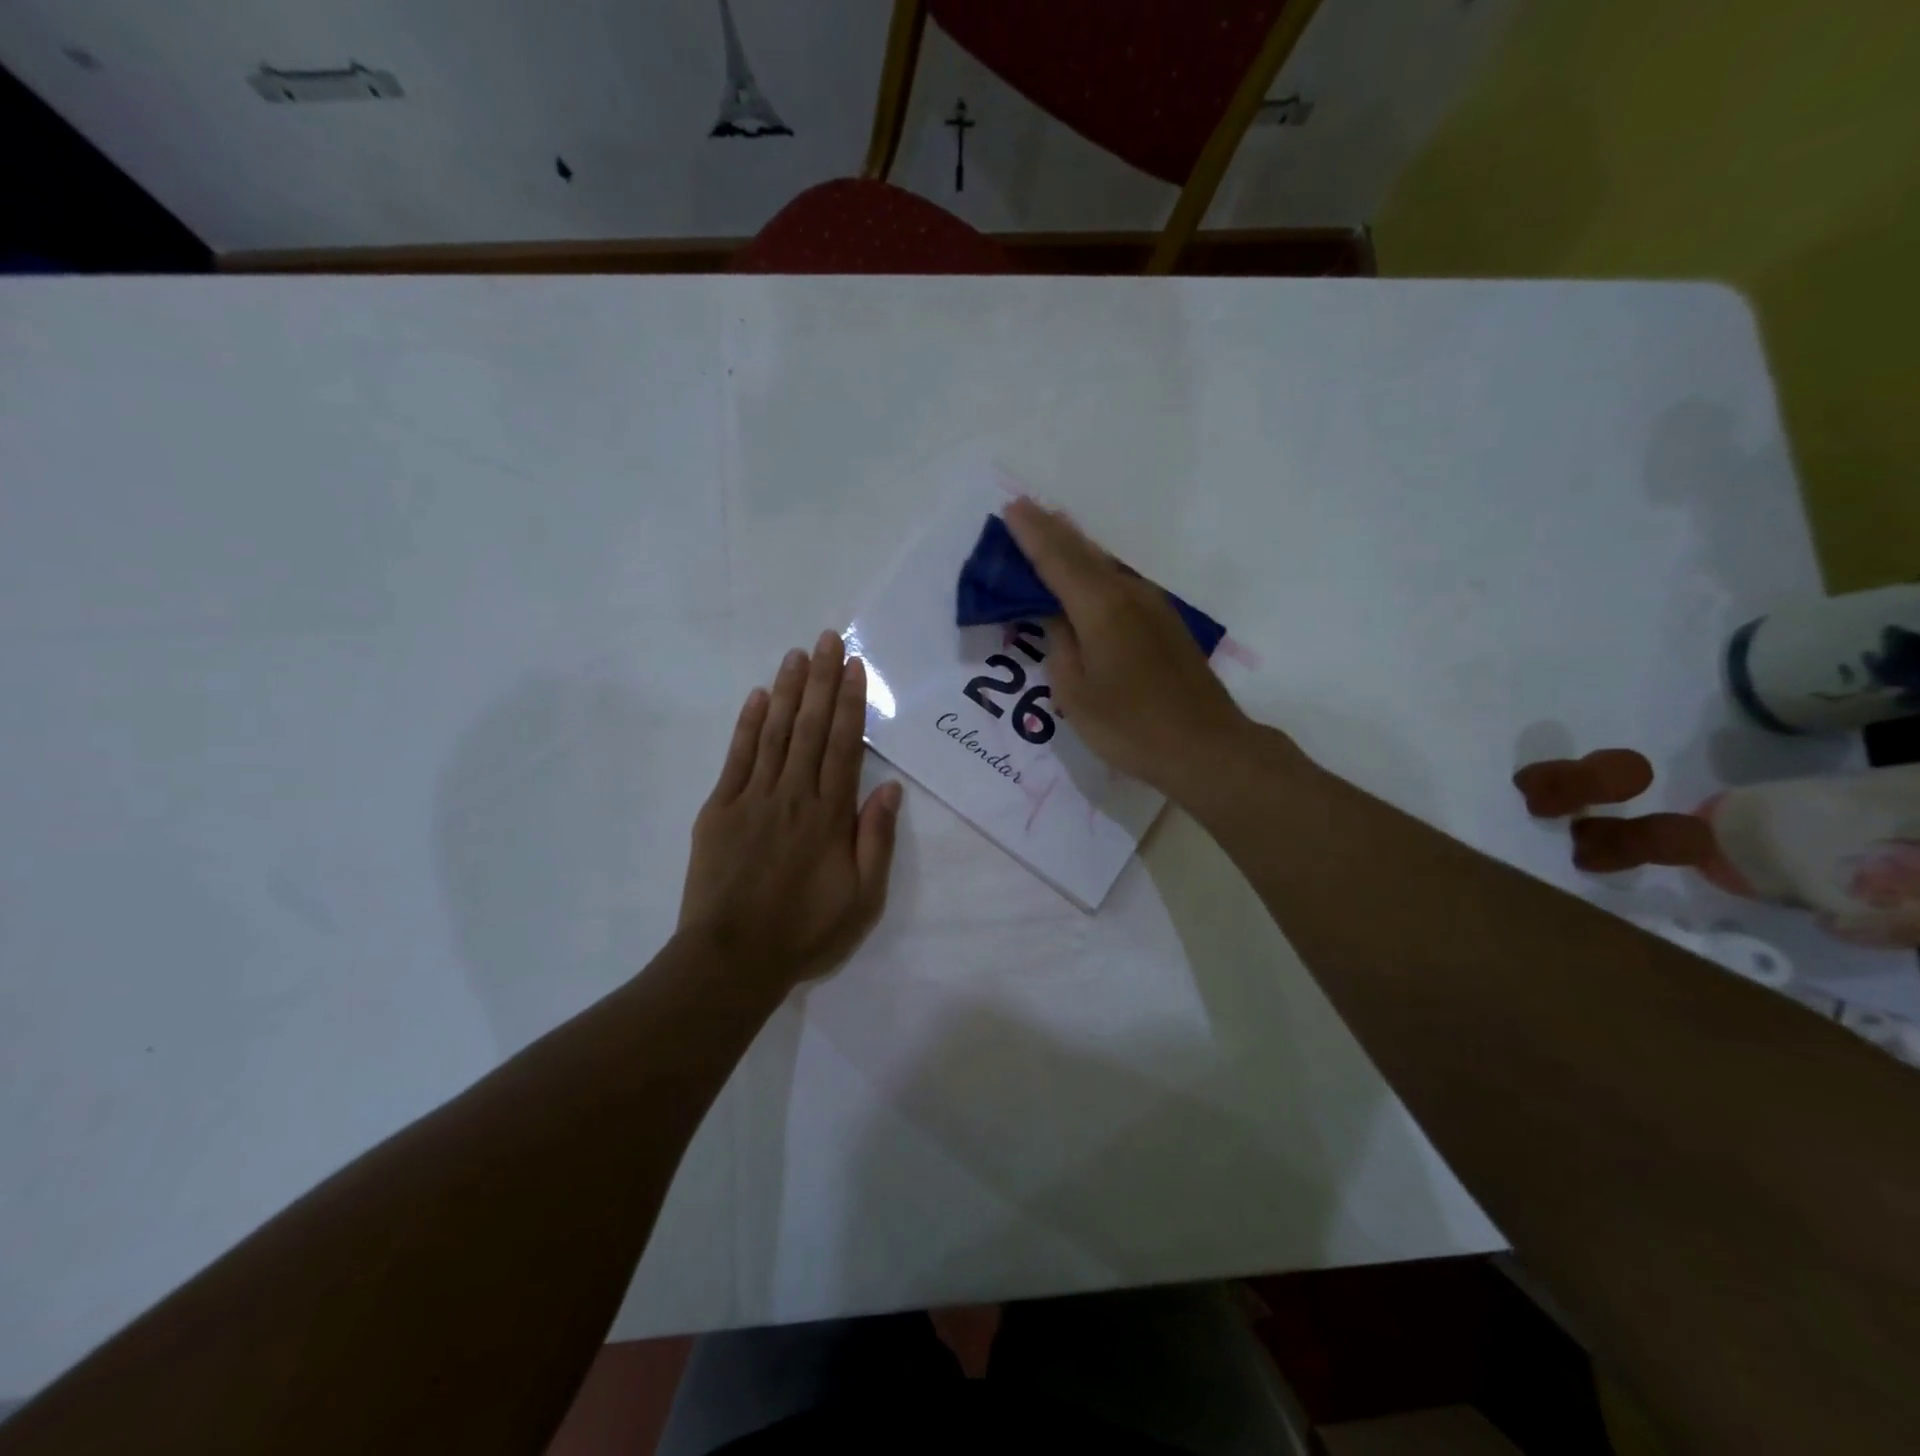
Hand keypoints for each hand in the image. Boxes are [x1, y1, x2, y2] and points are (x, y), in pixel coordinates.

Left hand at [679, 630, 902, 991]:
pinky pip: (738, 757)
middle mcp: (794, 795)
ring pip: (776, 733)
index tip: (854, 667)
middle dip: (822, 681)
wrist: (733, 958)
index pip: (844, 745)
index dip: (851, 703)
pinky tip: (760, 697)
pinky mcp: (720, 809)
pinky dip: (749, 724)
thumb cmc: (805, 931)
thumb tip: (890, 790)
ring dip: (789, 691)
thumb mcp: (862, 898)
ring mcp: (753, 798)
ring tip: (798, 655)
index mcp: (830, 815)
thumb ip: (875, 840)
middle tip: (828, 640)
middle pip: (812, 728)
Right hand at [1003, 497, 1258, 798]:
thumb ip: (1060, 647)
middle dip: (1052, 531)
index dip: (1031, 534)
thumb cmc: (1131, 727)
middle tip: (1026, 510)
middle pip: (1084, 553)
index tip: (1011, 507)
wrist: (1206, 747)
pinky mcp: (1166, 624)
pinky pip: (1121, 583)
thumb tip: (1058, 619)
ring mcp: (1154, 607)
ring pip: (1106, 565)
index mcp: (1101, 609)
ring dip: (1076, 548)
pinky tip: (1088, 576)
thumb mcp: (1076, 694)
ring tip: (1052, 530)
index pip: (1057, 560)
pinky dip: (1096, 572)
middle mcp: (1129, 595)